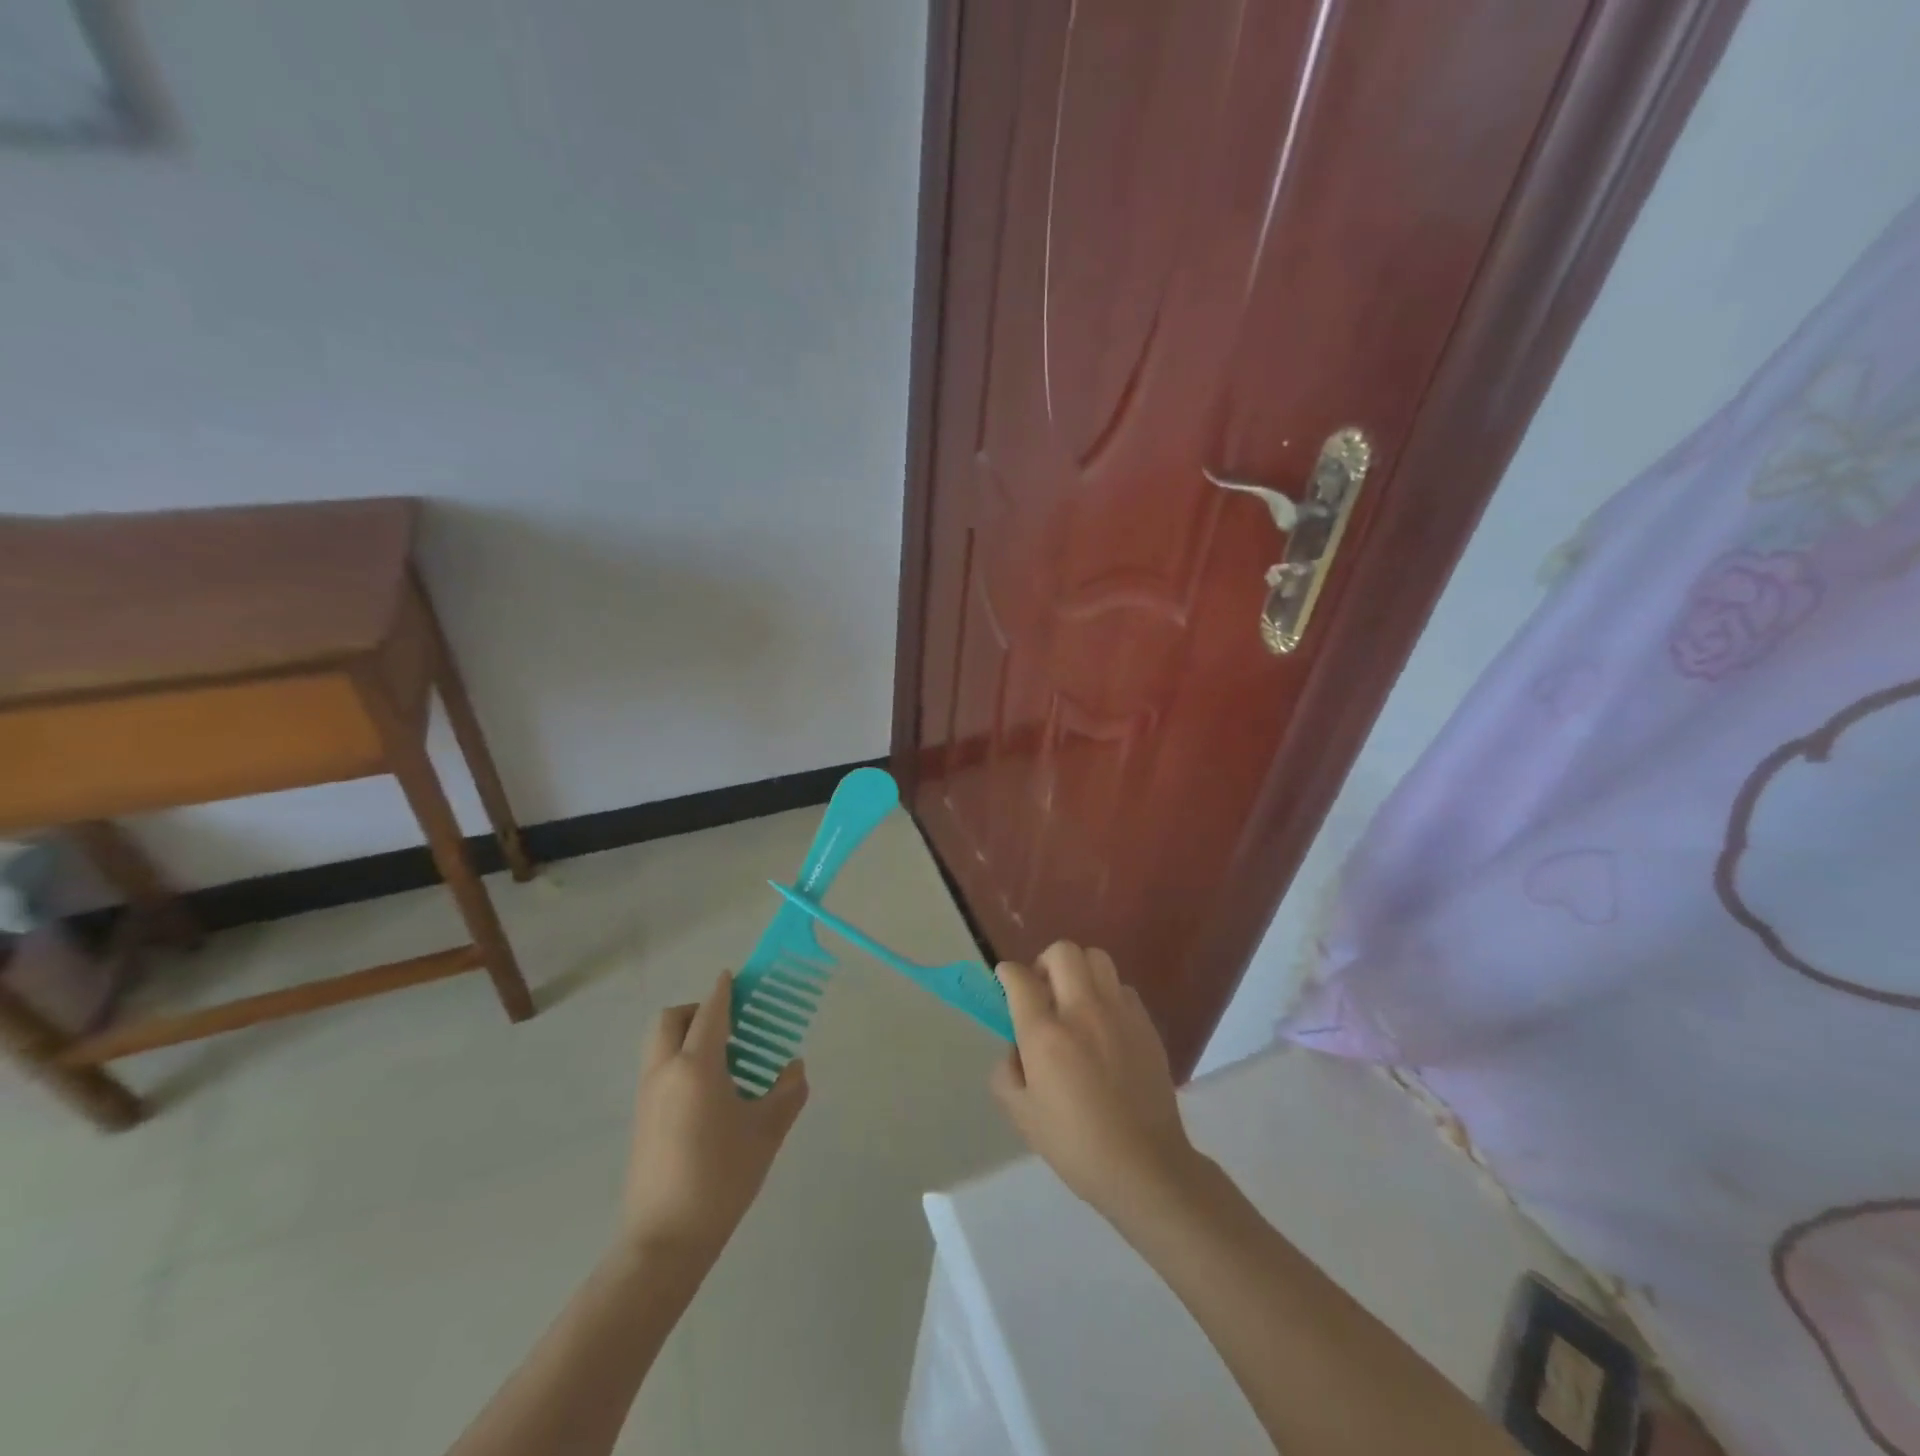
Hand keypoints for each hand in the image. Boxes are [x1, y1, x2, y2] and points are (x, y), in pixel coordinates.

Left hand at [619, 972, 808, 1268]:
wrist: (665, 1242)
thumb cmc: (721, 1177)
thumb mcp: (767, 1131)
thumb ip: (787, 1091)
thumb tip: (793, 1066)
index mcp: (696, 1066)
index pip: (711, 1012)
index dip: (725, 990)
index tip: (736, 976)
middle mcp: (666, 1071)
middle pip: (673, 1019)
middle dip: (699, 1010)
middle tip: (731, 1025)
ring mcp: (648, 1096)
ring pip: (661, 1044)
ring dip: (688, 1036)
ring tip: (725, 1060)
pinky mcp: (642, 1119)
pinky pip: (659, 1069)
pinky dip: (680, 1061)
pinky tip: (710, 1094)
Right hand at [991, 942, 1204, 1228]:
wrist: (1145, 1166)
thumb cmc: (1076, 1145)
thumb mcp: (1022, 1115)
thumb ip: (1007, 1072)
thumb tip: (1016, 1048)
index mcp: (1045, 1035)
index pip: (1019, 978)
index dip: (1006, 974)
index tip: (1005, 982)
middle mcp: (1082, 1011)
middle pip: (1062, 952)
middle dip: (1044, 962)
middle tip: (1042, 991)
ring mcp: (1119, 1013)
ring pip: (1096, 959)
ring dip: (1078, 971)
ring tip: (1074, 1000)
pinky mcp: (1146, 1024)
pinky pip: (1122, 988)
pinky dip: (1106, 994)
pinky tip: (1104, 1025)